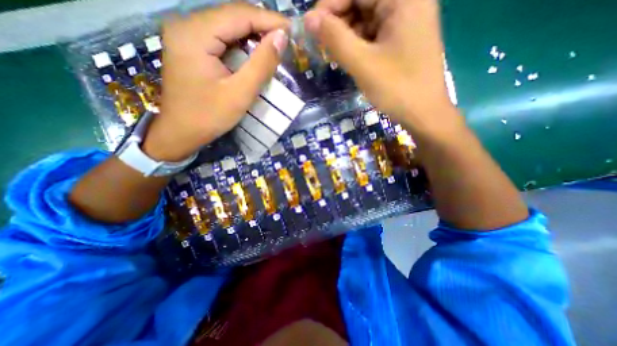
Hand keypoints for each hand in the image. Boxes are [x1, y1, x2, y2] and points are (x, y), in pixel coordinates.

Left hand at [143, 2, 290, 159]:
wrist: (181, 132)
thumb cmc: (209, 116)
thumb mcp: (240, 93)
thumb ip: (262, 64)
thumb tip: (281, 37)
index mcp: (195, 33)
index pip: (239, 14)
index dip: (269, 20)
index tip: (292, 30)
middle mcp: (186, 24)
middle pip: (232, 15)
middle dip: (262, 26)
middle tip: (286, 40)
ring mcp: (187, 34)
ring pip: (228, 25)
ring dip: (253, 34)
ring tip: (275, 45)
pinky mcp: (191, 46)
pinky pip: (221, 37)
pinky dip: (242, 43)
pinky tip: (255, 53)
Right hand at [306, 0, 459, 136]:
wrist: (423, 114)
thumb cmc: (397, 89)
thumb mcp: (362, 64)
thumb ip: (335, 39)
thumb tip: (308, 19)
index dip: (330, 4)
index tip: (311, 27)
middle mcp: (408, 2)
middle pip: (363, 2)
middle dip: (339, 21)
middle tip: (322, 44)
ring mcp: (406, 21)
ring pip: (367, 19)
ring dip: (347, 34)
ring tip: (333, 53)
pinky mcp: (402, 40)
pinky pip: (374, 34)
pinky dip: (358, 44)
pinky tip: (349, 57)